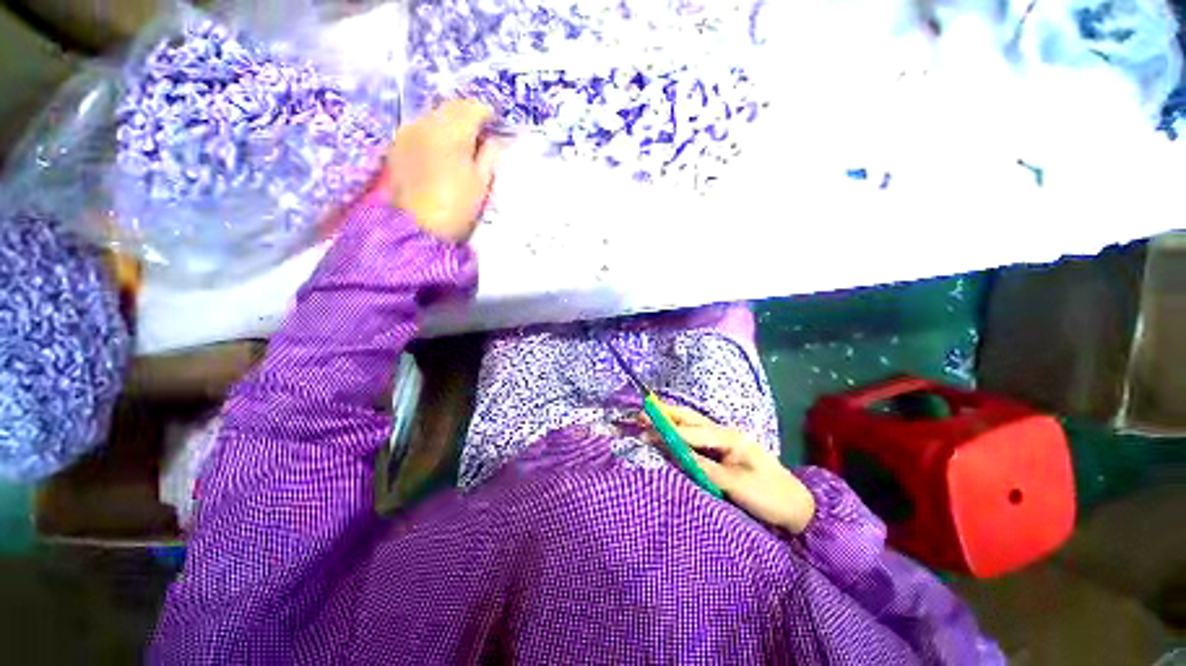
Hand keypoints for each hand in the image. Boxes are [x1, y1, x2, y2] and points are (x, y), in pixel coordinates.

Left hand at [382, 100, 504, 242]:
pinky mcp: (398, 145)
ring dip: (449, 124)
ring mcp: (409, 132)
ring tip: (461, 144)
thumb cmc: (457, 206)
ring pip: (434, 116)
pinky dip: (434, 134)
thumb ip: (490, 156)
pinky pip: (420, 128)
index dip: (488, 115)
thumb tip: (495, 140)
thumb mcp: (481, 183)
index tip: (497, 127)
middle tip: (481, 135)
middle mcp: (427, 122)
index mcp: (452, 131)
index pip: (473, 107)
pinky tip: (440, 151)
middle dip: (468, 116)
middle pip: (451, 107)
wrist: (417, 228)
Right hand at [657, 405, 816, 533]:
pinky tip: (669, 433)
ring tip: (650, 417)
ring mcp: (724, 440)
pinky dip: (680, 433)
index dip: (670, 431)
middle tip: (643, 413)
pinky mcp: (723, 451)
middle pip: (691, 419)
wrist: (797, 507)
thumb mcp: (736, 485)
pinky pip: (696, 437)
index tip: (648, 430)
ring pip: (693, 425)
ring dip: (672, 421)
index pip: (693, 432)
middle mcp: (725, 433)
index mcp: (730, 437)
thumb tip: (678, 454)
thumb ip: (705, 468)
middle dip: (667, 415)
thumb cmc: (769, 496)